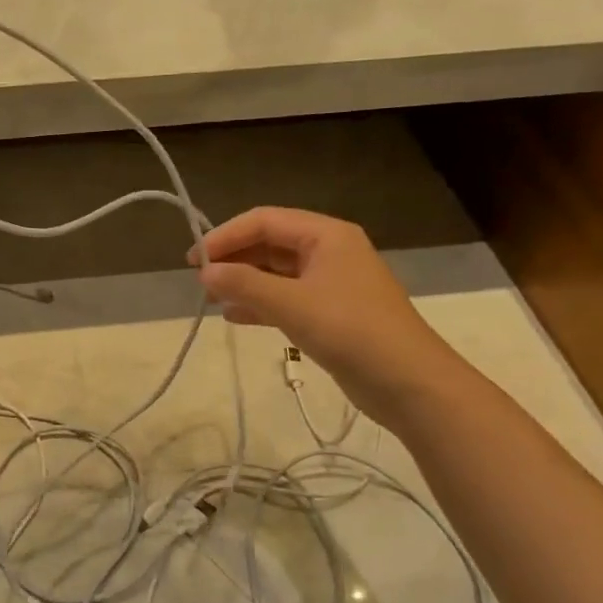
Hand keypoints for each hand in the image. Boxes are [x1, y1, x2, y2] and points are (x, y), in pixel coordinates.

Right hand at [190, 207, 464, 426]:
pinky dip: (260, 304)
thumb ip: (244, 285)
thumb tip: (204, 272)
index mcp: (326, 235)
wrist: (408, 381)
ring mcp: (331, 283)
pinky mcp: (330, 313)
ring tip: (212, 299)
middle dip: (235, 259)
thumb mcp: (291, 304)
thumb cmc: (350, 330)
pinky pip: (287, 299)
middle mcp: (329, 251)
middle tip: (201, 281)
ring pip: (277, 273)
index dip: (226, 235)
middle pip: (270, 244)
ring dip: (244, 283)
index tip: (194, 259)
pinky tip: (234, 317)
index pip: (265, 220)